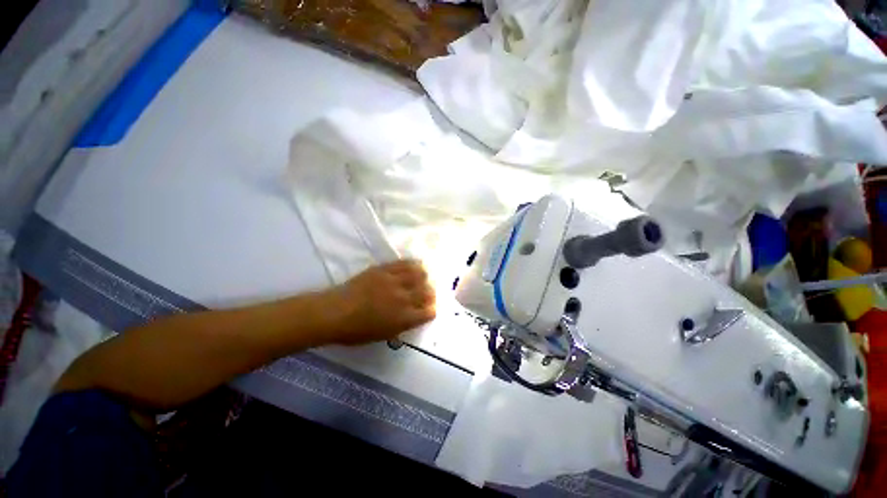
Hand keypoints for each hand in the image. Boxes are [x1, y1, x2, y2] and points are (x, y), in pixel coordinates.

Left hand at [325, 260, 435, 344]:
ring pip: (420, 274)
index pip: (429, 312)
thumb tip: (414, 315)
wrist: (334, 312)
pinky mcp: (385, 269)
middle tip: (427, 293)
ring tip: (422, 277)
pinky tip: (414, 265)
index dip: (431, 310)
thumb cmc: (356, 330)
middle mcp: (404, 298)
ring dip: (424, 277)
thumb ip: (403, 325)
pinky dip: (413, 264)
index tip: (429, 308)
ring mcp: (395, 281)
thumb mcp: (384, 335)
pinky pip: (405, 263)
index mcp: (404, 318)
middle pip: (428, 292)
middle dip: (431, 293)